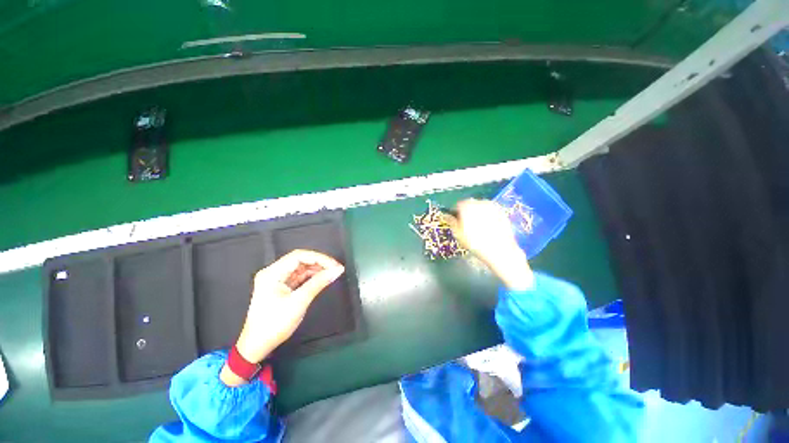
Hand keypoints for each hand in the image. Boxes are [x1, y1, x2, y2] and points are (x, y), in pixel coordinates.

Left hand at [221, 249, 344, 385]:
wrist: (257, 346)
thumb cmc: (274, 324)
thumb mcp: (299, 302)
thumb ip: (318, 283)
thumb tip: (337, 270)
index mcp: (272, 273)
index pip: (299, 256)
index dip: (319, 258)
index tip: (334, 265)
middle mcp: (273, 272)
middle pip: (300, 260)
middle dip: (319, 262)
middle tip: (336, 268)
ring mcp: (276, 280)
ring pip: (301, 267)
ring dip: (317, 269)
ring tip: (332, 272)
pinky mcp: (281, 287)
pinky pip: (299, 276)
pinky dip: (311, 276)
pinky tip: (322, 278)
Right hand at [450, 199, 533, 289]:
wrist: (500, 250)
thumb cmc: (475, 243)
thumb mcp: (458, 234)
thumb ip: (451, 222)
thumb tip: (446, 216)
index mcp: (466, 206)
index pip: (457, 205)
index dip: (455, 213)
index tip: (456, 221)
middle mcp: (479, 203)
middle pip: (469, 204)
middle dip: (467, 212)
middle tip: (467, 225)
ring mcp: (492, 206)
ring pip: (480, 207)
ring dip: (477, 213)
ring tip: (478, 227)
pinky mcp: (501, 212)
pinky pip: (490, 211)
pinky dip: (487, 216)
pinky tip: (488, 227)